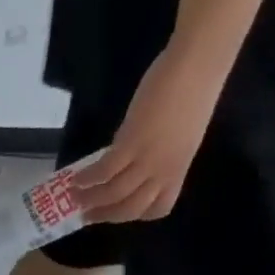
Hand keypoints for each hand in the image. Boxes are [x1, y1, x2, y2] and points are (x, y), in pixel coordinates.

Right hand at [73, 48, 224, 222]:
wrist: (200, 59)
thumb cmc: (196, 86)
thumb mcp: (181, 133)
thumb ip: (158, 152)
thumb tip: (128, 157)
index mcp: (179, 169)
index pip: (159, 207)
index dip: (139, 215)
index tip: (121, 210)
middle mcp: (163, 171)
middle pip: (130, 208)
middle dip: (106, 215)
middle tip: (87, 215)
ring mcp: (148, 159)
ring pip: (114, 194)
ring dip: (90, 199)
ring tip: (74, 197)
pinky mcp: (132, 142)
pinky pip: (105, 170)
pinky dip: (88, 178)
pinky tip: (76, 177)